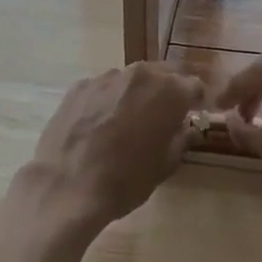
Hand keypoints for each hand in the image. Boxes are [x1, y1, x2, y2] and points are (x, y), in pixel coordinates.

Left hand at [18, 62, 204, 234]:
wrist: (66, 187)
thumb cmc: (126, 180)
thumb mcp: (165, 165)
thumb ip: (182, 139)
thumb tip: (189, 128)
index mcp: (169, 92)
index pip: (194, 86)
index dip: (195, 101)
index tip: (191, 115)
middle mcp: (140, 74)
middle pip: (163, 74)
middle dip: (167, 92)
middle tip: (161, 117)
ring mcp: (107, 77)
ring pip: (132, 79)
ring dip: (136, 93)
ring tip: (126, 121)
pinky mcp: (80, 85)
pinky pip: (104, 87)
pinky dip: (108, 99)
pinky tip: (98, 124)